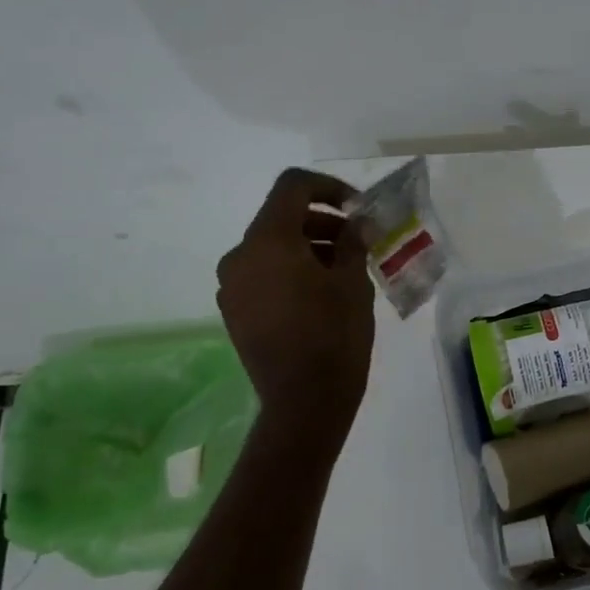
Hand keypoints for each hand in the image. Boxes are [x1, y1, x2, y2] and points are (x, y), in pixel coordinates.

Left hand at [217, 168, 375, 446]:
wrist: (304, 401)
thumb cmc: (335, 336)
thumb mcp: (354, 283)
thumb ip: (353, 242)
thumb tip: (356, 223)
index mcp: (268, 240)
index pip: (292, 187)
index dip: (328, 187)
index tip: (357, 208)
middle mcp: (240, 256)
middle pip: (280, 219)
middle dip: (322, 223)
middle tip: (357, 242)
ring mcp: (232, 286)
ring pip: (271, 249)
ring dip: (307, 248)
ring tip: (343, 272)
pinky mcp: (234, 312)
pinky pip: (263, 276)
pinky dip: (290, 272)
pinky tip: (319, 296)